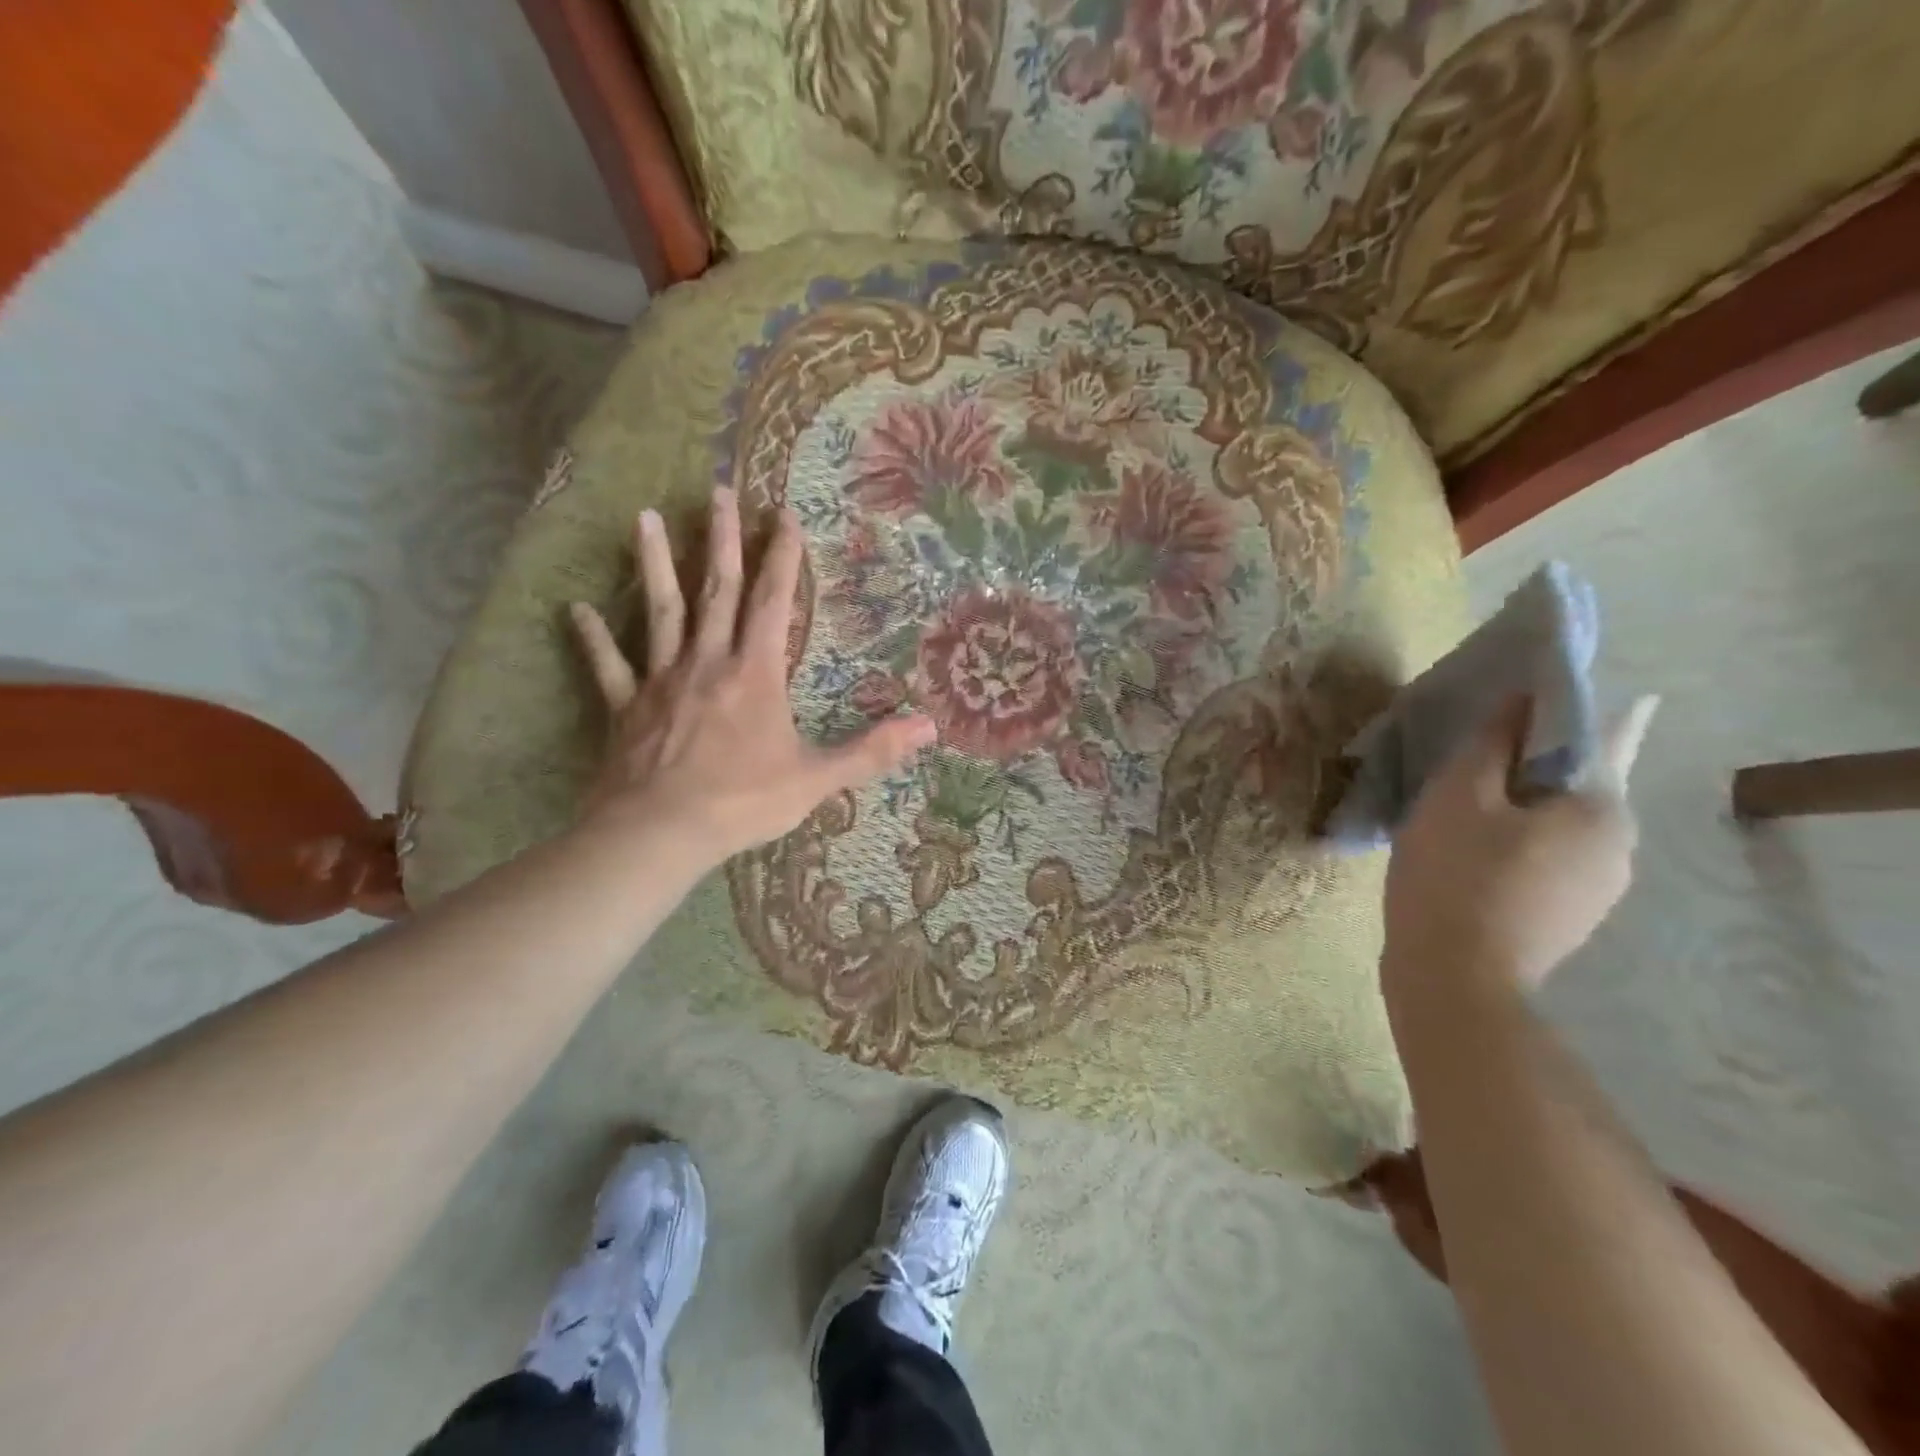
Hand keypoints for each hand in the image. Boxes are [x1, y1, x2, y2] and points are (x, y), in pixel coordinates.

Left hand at [568, 487, 935, 866]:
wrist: (660, 832)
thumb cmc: (743, 802)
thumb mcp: (817, 779)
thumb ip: (872, 751)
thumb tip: (930, 727)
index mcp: (756, 673)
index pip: (775, 601)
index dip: (782, 556)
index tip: (784, 514)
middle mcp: (708, 662)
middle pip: (717, 590)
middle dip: (721, 539)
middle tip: (716, 491)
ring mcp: (662, 680)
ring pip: (661, 612)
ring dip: (654, 564)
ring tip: (642, 517)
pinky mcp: (626, 707)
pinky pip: (608, 665)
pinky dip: (593, 637)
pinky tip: (576, 609)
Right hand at [1383, 694, 1657, 993]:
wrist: (1455, 980)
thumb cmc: (1455, 875)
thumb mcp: (1459, 796)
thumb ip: (1491, 742)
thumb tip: (1522, 701)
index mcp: (1602, 809)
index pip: (1602, 736)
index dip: (1567, 707)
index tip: (1537, 689)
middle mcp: (1618, 846)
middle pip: (1573, 783)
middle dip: (1528, 763)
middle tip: (1469, 753)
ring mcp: (1597, 889)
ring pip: (1555, 824)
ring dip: (1517, 806)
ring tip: (1459, 805)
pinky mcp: (1568, 917)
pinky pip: (1544, 858)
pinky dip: (1513, 841)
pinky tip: (1467, 849)